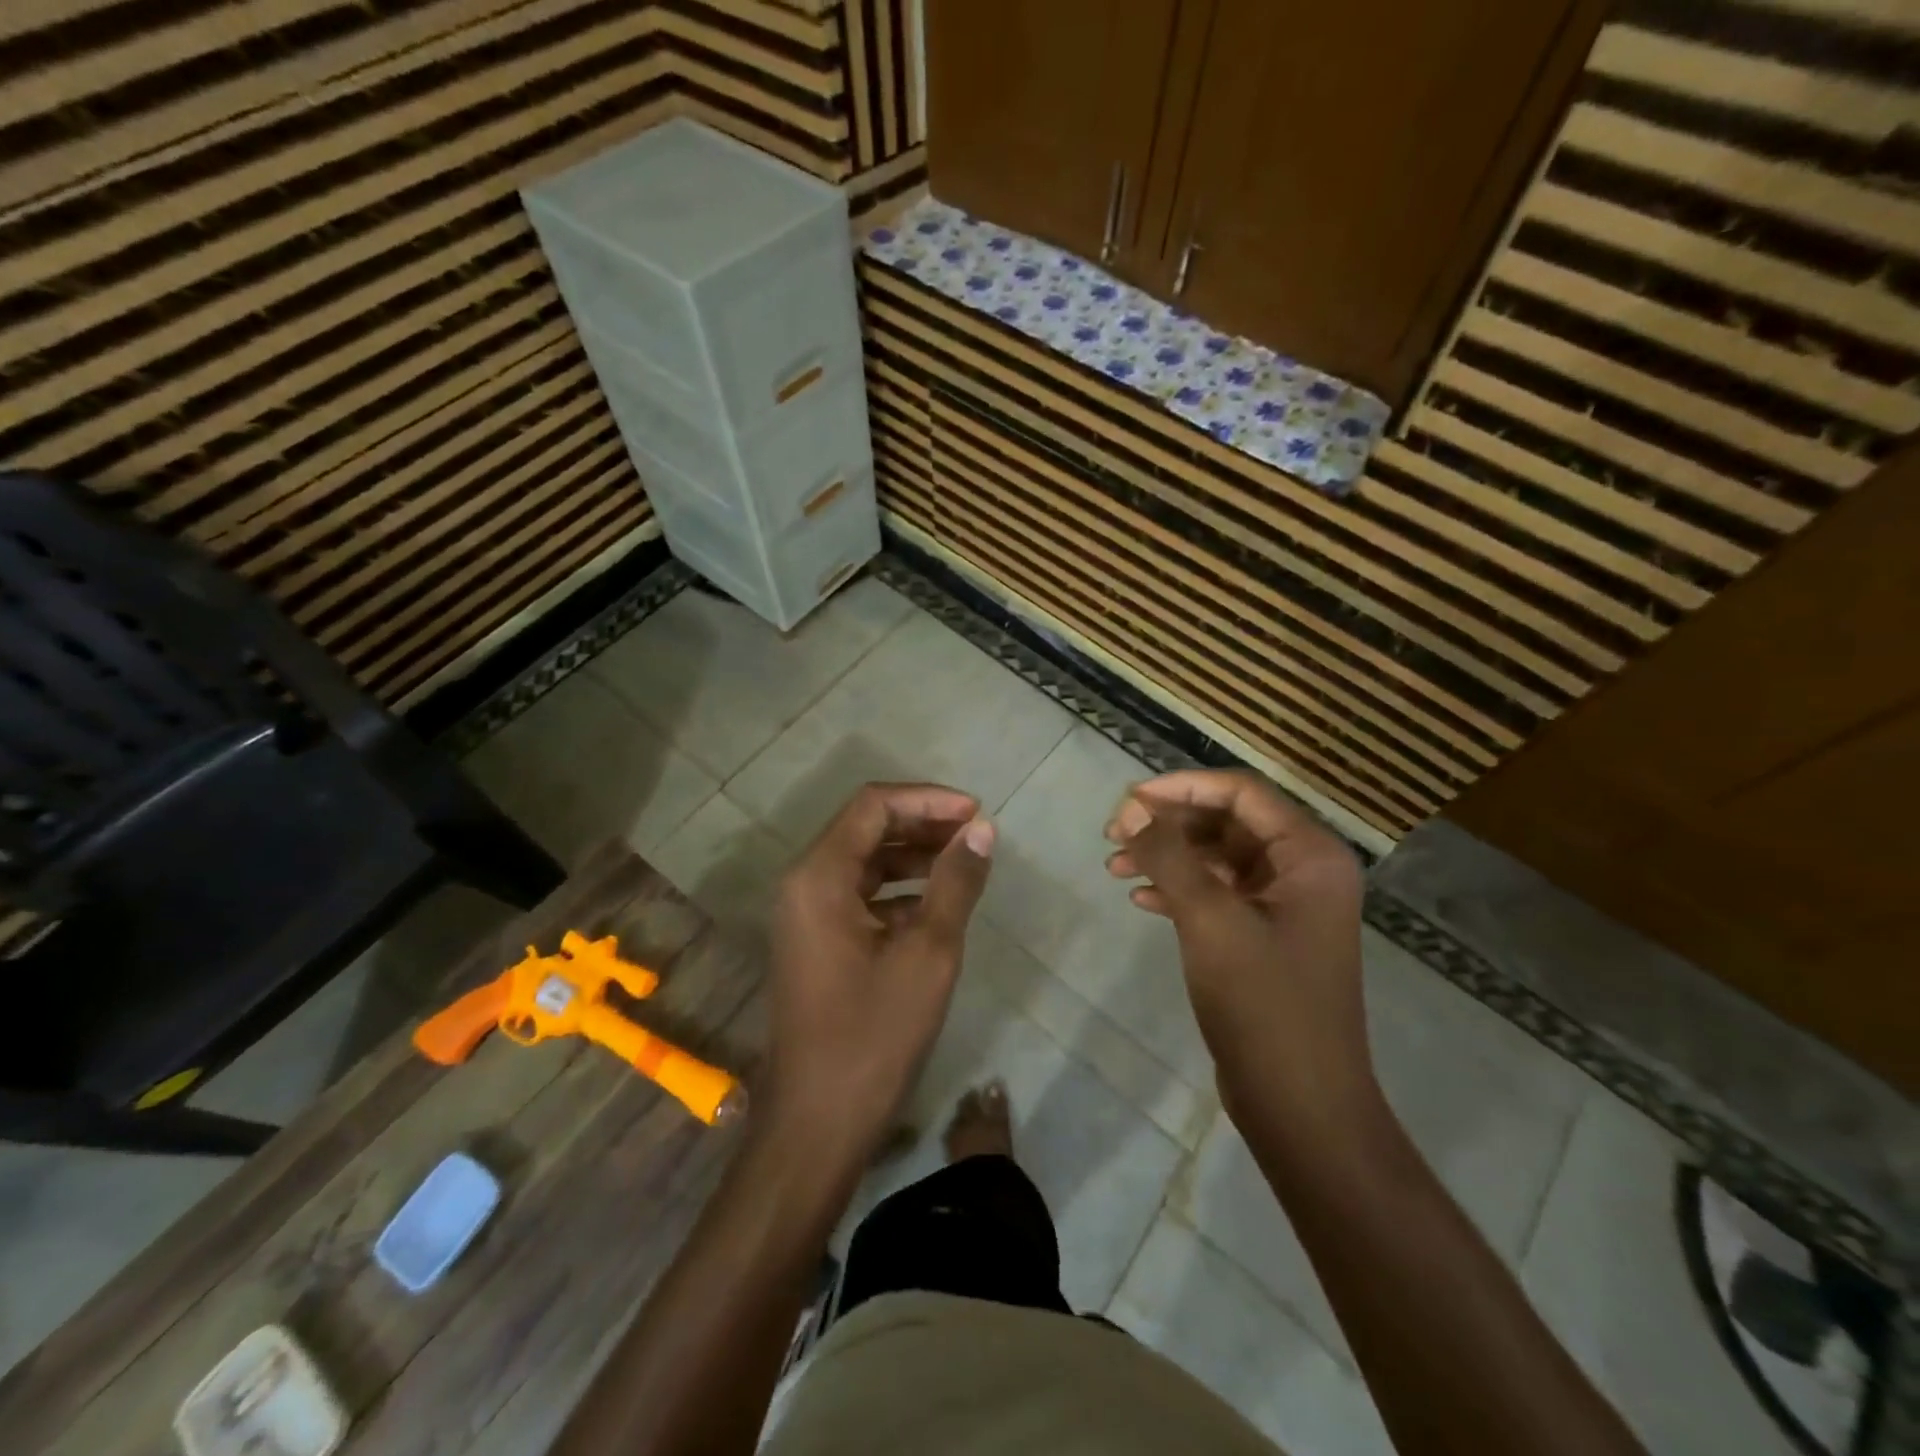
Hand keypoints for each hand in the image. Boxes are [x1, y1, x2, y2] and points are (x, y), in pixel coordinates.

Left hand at [765, 783, 994, 1167]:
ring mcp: (806, 914)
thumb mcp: (928, 952)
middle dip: (922, 824)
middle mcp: (804, 883)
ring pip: (864, 861)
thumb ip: (956, 883)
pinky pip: (859, 895)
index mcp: (819, 875)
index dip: (928, 800)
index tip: (976, 813)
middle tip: (975, 835)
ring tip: (964, 864)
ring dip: (913, 856)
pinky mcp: (816, 941)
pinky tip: (937, 905)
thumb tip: (982, 830)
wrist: (817, 1122)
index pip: (874, 806)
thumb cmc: (874, 1034)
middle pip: (866, 828)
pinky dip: (899, 890)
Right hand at [1103, 770, 1373, 1128]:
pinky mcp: (1263, 937)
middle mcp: (1303, 871)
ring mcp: (1284, 906)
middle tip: (1113, 834)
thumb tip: (1132, 807)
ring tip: (1114, 866)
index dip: (1181, 787)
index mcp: (1309, 855)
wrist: (1300, 1104)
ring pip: (1216, 858)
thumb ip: (1169, 856)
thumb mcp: (1210, 920)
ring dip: (1167, 857)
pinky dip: (1178, 890)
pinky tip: (1140, 899)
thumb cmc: (1263, 1003)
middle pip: (1226, 822)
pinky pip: (1217, 894)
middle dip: (1168, 823)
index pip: (1241, 793)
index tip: (1127, 800)